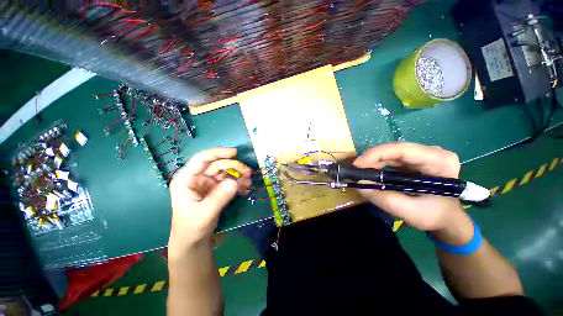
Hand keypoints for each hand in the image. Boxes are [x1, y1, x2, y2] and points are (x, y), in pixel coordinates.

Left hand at [168, 148, 250, 251]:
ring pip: (225, 172)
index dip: (218, 153)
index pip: (202, 159)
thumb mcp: (204, 213)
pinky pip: (229, 181)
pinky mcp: (216, 189)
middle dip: (234, 166)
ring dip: (238, 174)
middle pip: (218, 165)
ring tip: (249, 179)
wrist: (194, 240)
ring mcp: (208, 183)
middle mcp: (197, 177)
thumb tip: (235, 182)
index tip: (235, 153)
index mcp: (187, 179)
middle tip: (247, 172)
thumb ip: (219, 197)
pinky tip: (246, 187)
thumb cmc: (191, 227)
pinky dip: (238, 182)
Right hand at [353, 143, 469, 233]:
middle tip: (356, 169)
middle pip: (395, 149)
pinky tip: (370, 171)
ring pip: (391, 152)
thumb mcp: (411, 212)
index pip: (403, 150)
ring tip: (360, 171)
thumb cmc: (436, 216)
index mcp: (439, 161)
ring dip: (373, 161)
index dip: (377, 154)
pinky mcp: (414, 161)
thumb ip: (385, 199)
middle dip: (372, 158)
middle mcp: (432, 152)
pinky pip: (391, 158)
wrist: (447, 218)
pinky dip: (378, 164)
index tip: (357, 164)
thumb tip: (360, 185)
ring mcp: (423, 155)